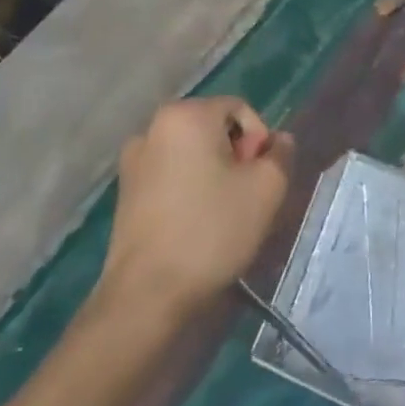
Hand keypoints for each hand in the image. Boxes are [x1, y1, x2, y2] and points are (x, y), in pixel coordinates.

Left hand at [93, 96, 293, 320]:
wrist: (147, 296)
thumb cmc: (211, 230)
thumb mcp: (267, 188)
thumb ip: (280, 153)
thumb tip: (279, 140)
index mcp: (186, 115)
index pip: (239, 109)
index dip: (259, 140)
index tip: (260, 177)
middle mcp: (153, 128)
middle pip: (213, 129)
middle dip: (236, 156)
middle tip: (247, 195)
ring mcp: (133, 162)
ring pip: (192, 154)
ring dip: (213, 174)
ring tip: (224, 212)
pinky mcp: (124, 193)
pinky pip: (170, 176)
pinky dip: (189, 189)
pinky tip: (197, 223)